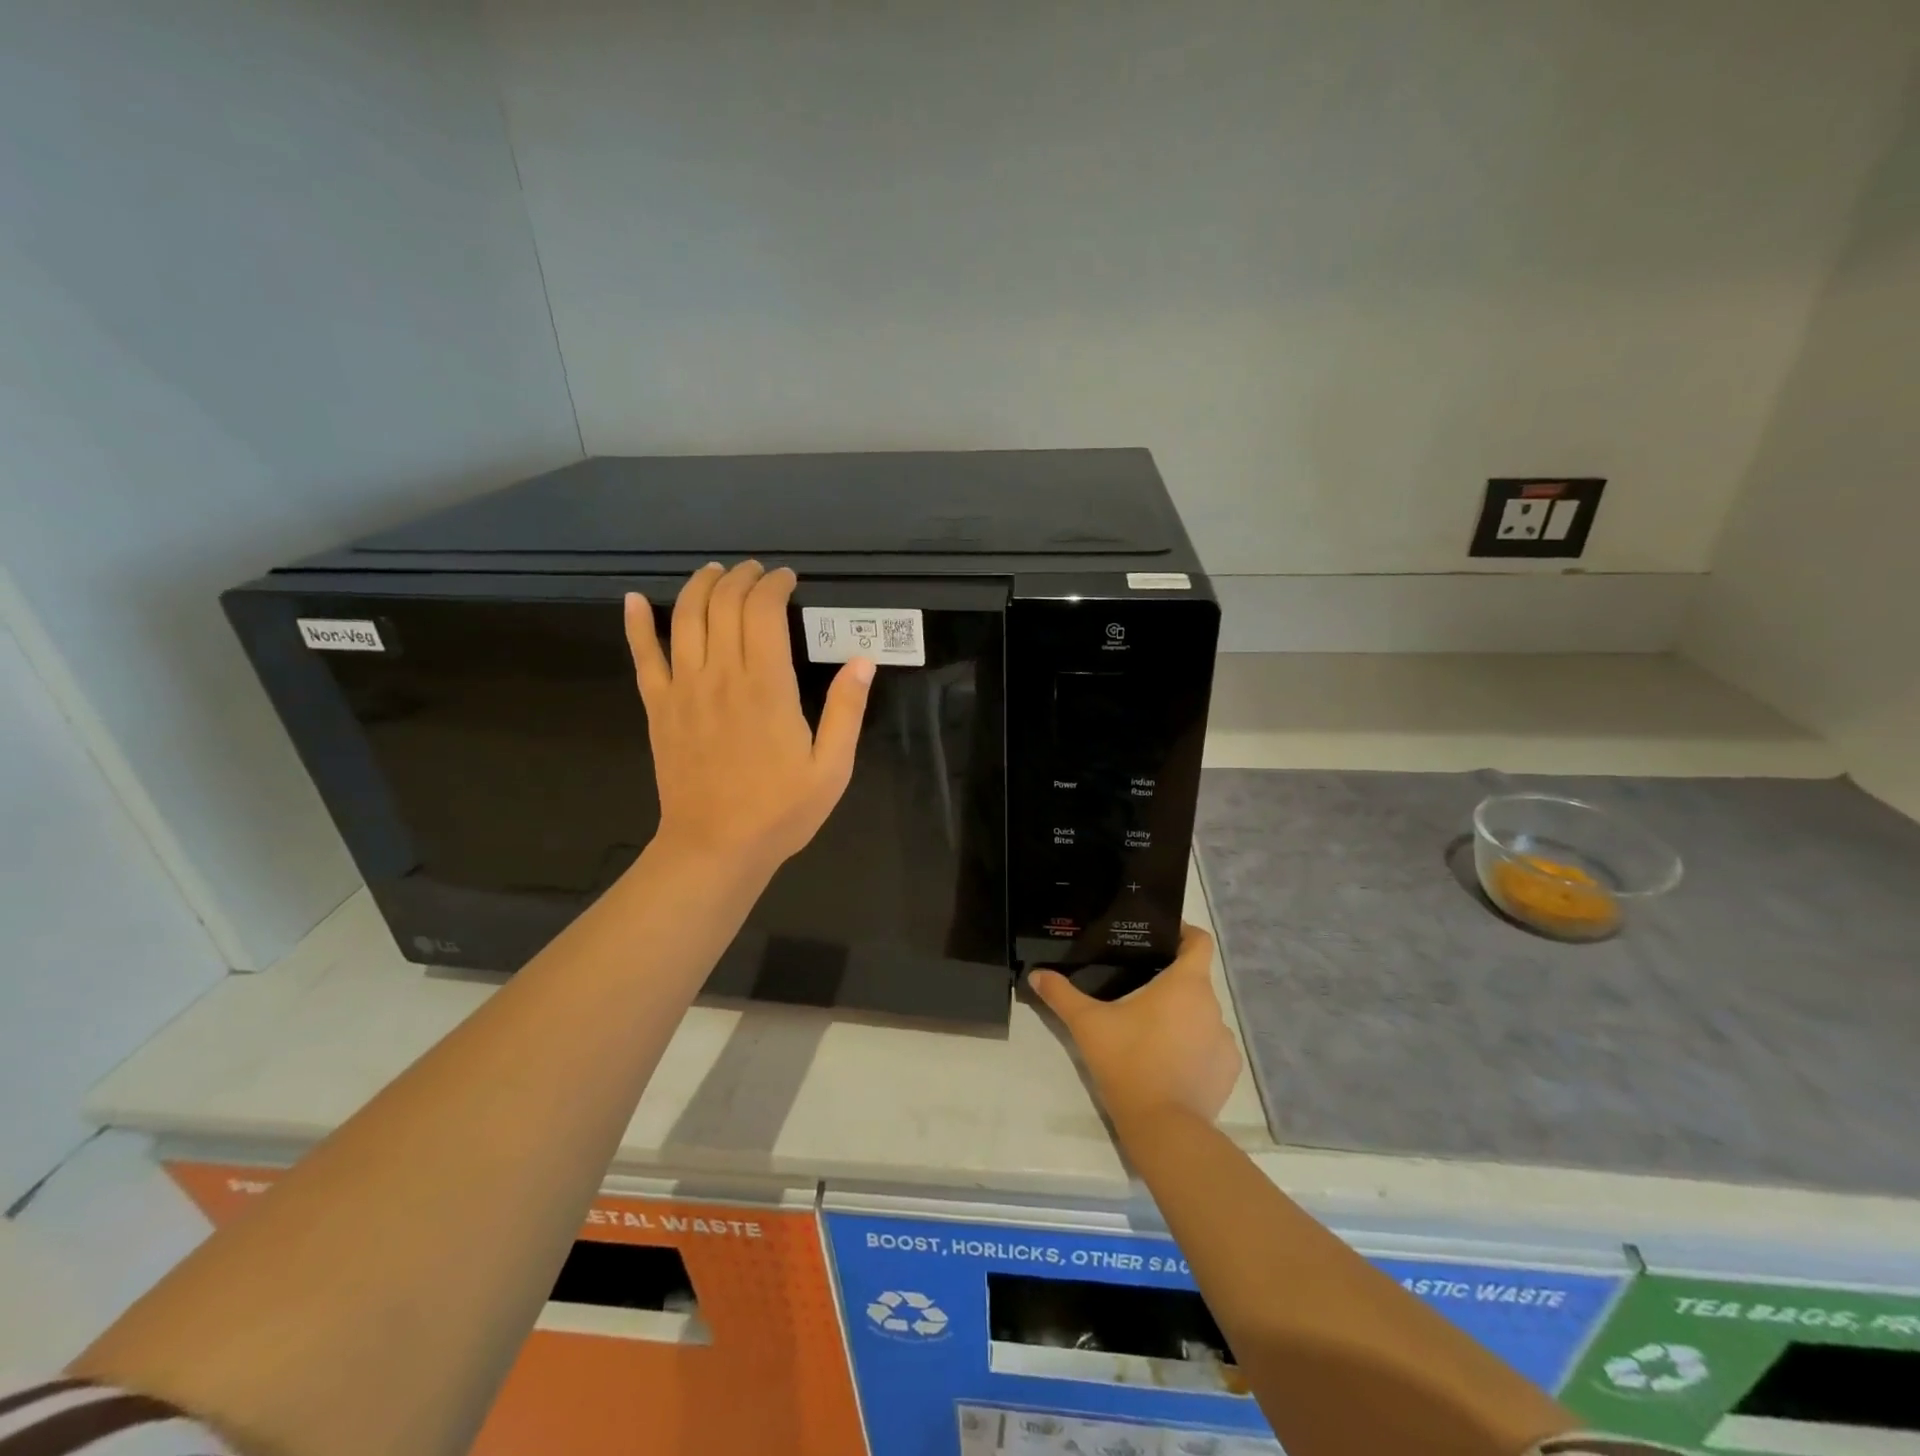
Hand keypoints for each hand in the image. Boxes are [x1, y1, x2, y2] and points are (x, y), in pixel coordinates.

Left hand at [625, 561, 873, 873]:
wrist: (715, 848)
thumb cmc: (780, 810)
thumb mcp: (832, 767)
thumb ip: (847, 710)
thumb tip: (864, 660)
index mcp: (766, 686)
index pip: (763, 611)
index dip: (774, 586)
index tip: (788, 580)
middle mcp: (720, 676)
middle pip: (723, 605)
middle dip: (742, 578)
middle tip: (758, 572)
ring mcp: (683, 689)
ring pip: (683, 618)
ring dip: (699, 587)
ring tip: (716, 573)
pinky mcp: (659, 708)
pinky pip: (642, 656)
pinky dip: (635, 624)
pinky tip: (632, 600)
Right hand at [1029, 924, 1239, 1130]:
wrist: (1164, 1128)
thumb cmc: (1128, 1062)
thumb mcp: (1087, 1024)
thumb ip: (1062, 995)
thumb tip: (1036, 974)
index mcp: (1186, 984)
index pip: (1200, 941)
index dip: (1184, 933)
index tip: (1161, 937)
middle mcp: (1212, 1006)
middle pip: (1195, 979)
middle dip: (1170, 980)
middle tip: (1138, 986)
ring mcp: (1224, 1041)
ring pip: (1202, 1014)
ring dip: (1182, 1016)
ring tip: (1151, 1028)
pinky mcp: (1227, 1071)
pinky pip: (1211, 1047)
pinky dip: (1194, 1047)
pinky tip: (1169, 1062)